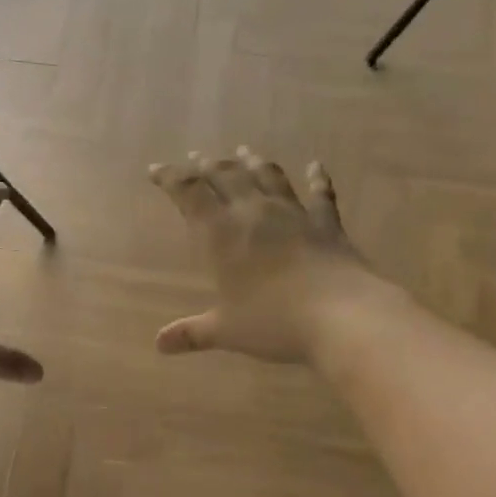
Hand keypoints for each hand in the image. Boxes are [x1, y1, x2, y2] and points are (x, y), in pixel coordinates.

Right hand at [150, 148, 383, 364]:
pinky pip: (320, 193)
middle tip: (195, 157)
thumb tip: (159, 345)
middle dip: (206, 165)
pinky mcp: (326, 223)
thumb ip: (192, 333)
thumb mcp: (226, 331)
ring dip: (252, 162)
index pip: (189, 193)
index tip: (155, 170)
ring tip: (243, 152)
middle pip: (226, 176)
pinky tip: (316, 166)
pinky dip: (317, 178)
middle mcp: (254, 212)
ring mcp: (293, 213)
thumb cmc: (273, 322)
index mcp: (221, 234)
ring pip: (267, 176)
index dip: (170, 178)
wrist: (340, 315)